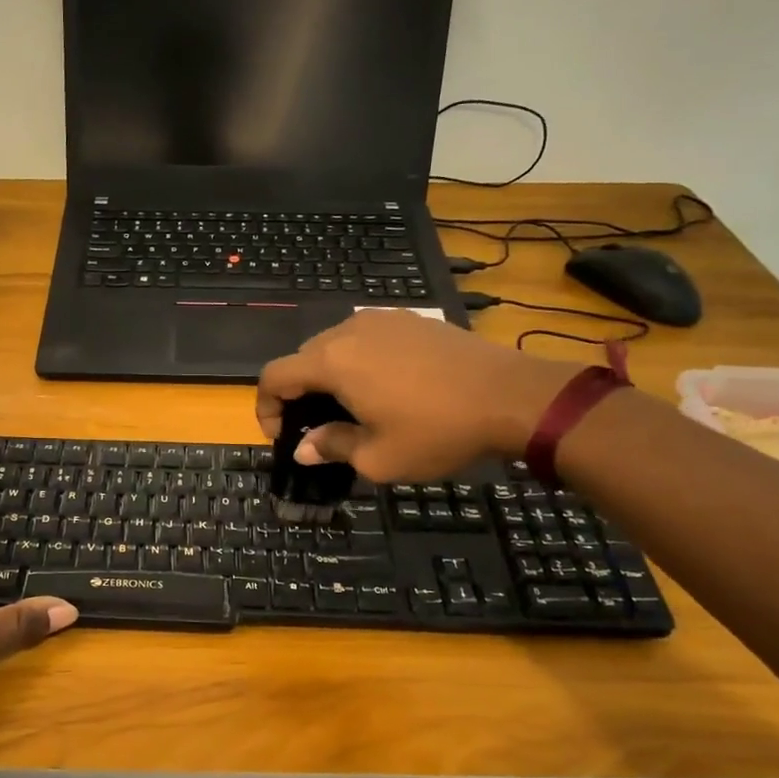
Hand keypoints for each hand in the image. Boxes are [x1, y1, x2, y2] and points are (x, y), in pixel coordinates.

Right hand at [256, 311, 577, 481]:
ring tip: (351, 409)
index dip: (266, 407)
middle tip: (317, 428)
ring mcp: (382, 320)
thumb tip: (304, 448)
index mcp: (332, 362)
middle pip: (302, 358)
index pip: (274, 375)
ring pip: (334, 346)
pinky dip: (358, 362)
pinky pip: (366, 339)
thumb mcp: (378, 457)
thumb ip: (332, 447)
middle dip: (298, 394)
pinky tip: (385, 388)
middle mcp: (349, 331)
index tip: (283, 436)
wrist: (512, 396)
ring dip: (328, 376)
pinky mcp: (411, 320)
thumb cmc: (438, 431)